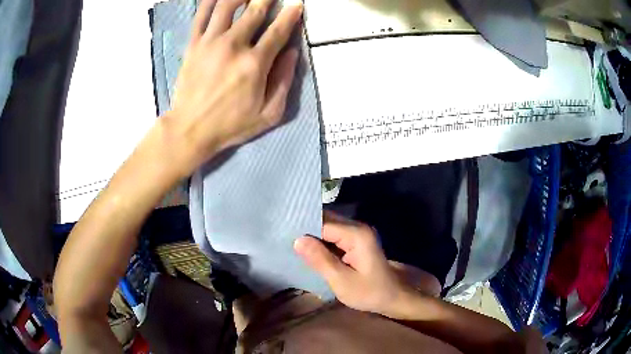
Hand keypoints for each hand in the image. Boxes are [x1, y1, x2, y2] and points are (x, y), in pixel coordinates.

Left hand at [163, 0, 302, 174]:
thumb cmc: (230, 124)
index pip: (278, 30)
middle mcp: (233, 46)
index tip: (297, 4)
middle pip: (254, 11)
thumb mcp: (269, 114)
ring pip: (227, 6)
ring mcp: (210, 42)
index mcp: (255, 63)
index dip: (290, 15)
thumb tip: (293, 52)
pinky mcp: (193, 44)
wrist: (189, 129)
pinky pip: (201, 15)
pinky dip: (210, 1)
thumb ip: (284, 81)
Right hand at [294, 212, 412, 316]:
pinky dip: (321, 241)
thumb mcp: (342, 281)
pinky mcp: (356, 240)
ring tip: (291, 243)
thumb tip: (297, 239)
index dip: (303, 228)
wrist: (393, 297)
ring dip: (312, 235)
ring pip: (328, 227)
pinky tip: (308, 249)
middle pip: (326, 220)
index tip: (283, 234)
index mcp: (357, 235)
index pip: (323, 223)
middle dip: (306, 229)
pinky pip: (334, 235)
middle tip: (284, 238)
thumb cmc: (369, 292)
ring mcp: (358, 233)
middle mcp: (358, 227)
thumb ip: (321, 260)